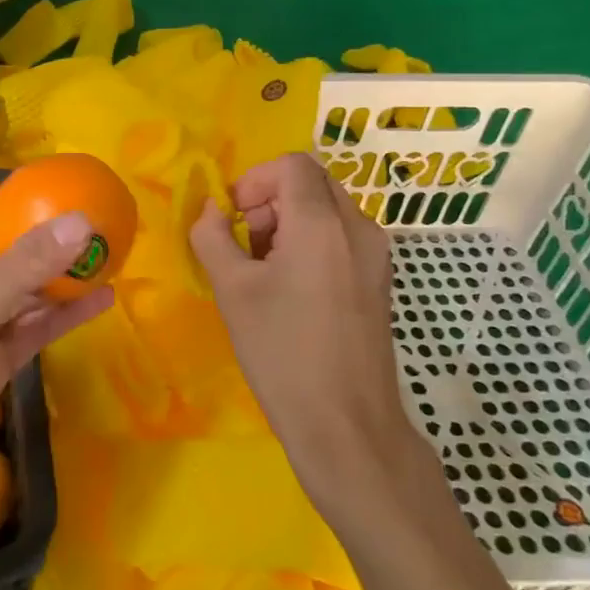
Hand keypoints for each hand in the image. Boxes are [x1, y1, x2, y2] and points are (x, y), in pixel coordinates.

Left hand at [0, 207, 114, 535]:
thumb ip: (21, 269)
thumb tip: (79, 221)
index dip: (16, 210)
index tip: (64, 194)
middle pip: (0, 260)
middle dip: (45, 246)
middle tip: (98, 227)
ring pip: (18, 298)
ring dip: (57, 282)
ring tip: (108, 258)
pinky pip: (26, 332)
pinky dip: (59, 318)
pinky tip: (99, 303)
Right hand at [188, 152, 426, 508]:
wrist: (346, 424)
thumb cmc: (283, 352)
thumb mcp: (233, 291)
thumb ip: (213, 237)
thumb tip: (210, 211)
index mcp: (323, 223)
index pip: (292, 164)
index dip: (254, 180)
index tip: (234, 218)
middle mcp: (358, 228)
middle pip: (311, 183)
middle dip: (271, 201)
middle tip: (246, 244)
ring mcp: (375, 256)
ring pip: (327, 210)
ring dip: (289, 222)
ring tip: (263, 272)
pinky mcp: (378, 281)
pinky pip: (341, 238)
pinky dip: (311, 244)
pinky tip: (291, 290)